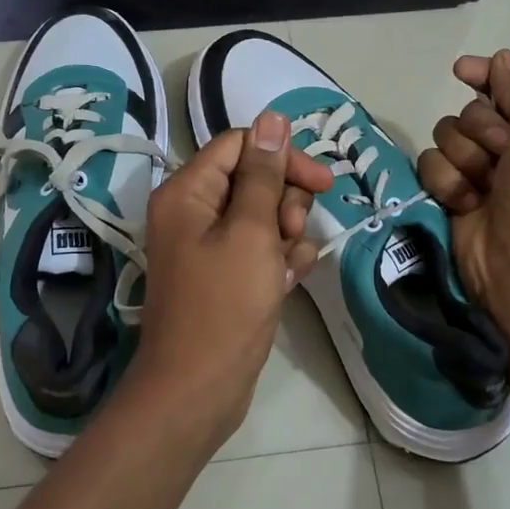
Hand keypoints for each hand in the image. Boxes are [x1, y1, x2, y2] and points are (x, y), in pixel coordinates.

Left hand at [127, 110, 334, 447]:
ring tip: (286, 266)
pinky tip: (286, 283)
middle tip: (291, 231)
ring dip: (286, 234)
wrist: (197, 389)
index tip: (322, 183)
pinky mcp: (223, 275)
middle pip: (253, 179)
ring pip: (262, 216)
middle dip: (284, 201)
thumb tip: (273, 118)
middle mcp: (192, 211)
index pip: (241, 145)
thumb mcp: (251, 232)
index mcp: (187, 191)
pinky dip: (278, 260)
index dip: (283, 157)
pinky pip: (258, 249)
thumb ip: (264, 174)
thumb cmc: (224, 306)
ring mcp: (207, 246)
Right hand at [418, 50, 509, 339]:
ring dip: (463, 159)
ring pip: (445, 134)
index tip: (461, 70)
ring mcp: (477, 169)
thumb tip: (502, 58)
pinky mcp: (450, 190)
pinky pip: (430, 164)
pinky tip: (464, 203)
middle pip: (470, 110)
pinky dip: (446, 182)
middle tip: (502, 155)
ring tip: (483, 187)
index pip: (508, 85)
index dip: (484, 74)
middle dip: (481, 131)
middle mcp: (509, 144)